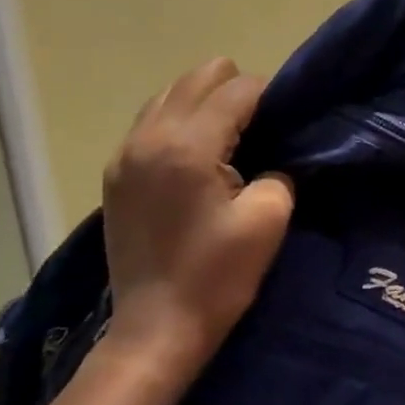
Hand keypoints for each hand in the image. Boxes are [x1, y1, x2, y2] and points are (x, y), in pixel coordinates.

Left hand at [99, 59, 293, 388]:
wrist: (156, 328)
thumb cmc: (217, 276)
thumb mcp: (269, 219)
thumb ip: (280, 170)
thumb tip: (275, 153)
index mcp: (188, 146)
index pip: (237, 89)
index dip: (271, 97)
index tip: (289, 122)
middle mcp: (148, 137)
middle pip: (199, 76)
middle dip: (236, 92)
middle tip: (260, 131)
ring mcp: (125, 153)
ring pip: (171, 93)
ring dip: (206, 105)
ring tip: (229, 142)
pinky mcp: (115, 173)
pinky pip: (151, 121)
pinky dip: (180, 123)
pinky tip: (198, 158)